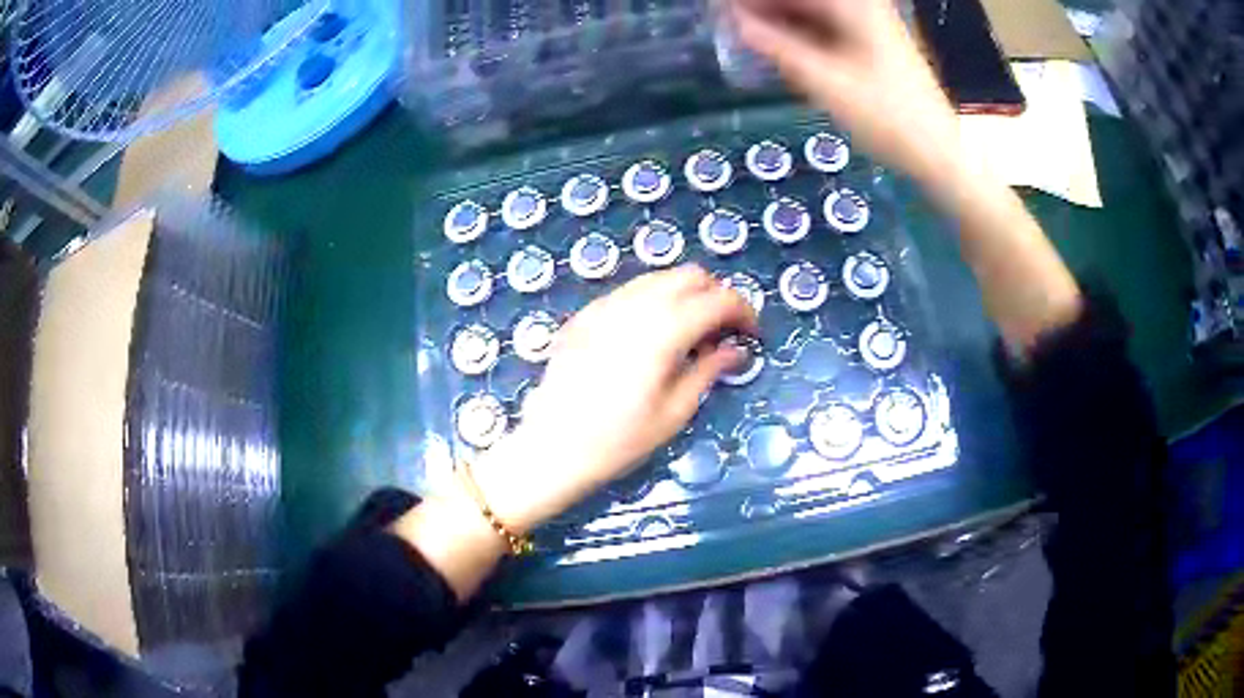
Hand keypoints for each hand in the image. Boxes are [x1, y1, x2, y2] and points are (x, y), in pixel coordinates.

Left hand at [473, 265, 758, 532]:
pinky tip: (650, 334)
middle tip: (722, 331)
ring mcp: (605, 306)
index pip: (718, 299)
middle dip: (715, 296)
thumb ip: (708, 370)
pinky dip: (653, 301)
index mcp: (664, 330)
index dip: (743, 311)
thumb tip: (735, 350)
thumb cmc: (618, 440)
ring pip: (658, 277)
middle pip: (690, 276)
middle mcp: (635, 305)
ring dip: (684, 294)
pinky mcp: (585, 315)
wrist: (551, 448)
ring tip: (689, 332)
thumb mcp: (674, 412)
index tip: (751, 334)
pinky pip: (629, 292)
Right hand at [730, 0, 962, 184]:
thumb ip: (776, 47)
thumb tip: (736, 22)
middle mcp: (861, 6)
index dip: (751, 3)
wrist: (939, 151)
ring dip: (781, 24)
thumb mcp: (825, 82)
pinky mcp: (871, 41)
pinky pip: (825, 27)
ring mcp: (868, 23)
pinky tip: (783, 52)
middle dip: (765, 11)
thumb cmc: (887, 117)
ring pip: (811, 13)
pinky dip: (801, 36)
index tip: (722, 13)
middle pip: (801, 1)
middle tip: (732, 30)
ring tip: (751, 43)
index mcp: (852, 6)